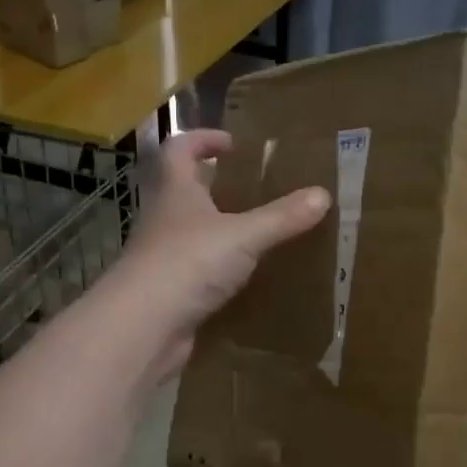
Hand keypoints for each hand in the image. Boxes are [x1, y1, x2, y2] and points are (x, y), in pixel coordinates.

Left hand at [111, 130, 329, 373]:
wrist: (143, 327)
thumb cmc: (188, 263)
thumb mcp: (243, 236)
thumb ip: (282, 217)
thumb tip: (323, 194)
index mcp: (175, 192)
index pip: (180, 149)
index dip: (203, 139)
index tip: (233, 144)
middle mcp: (164, 219)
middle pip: (186, 191)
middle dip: (217, 187)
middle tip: (256, 191)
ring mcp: (163, 258)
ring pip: (193, 234)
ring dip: (220, 231)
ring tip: (260, 234)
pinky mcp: (169, 292)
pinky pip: (198, 273)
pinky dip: (221, 272)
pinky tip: (248, 280)